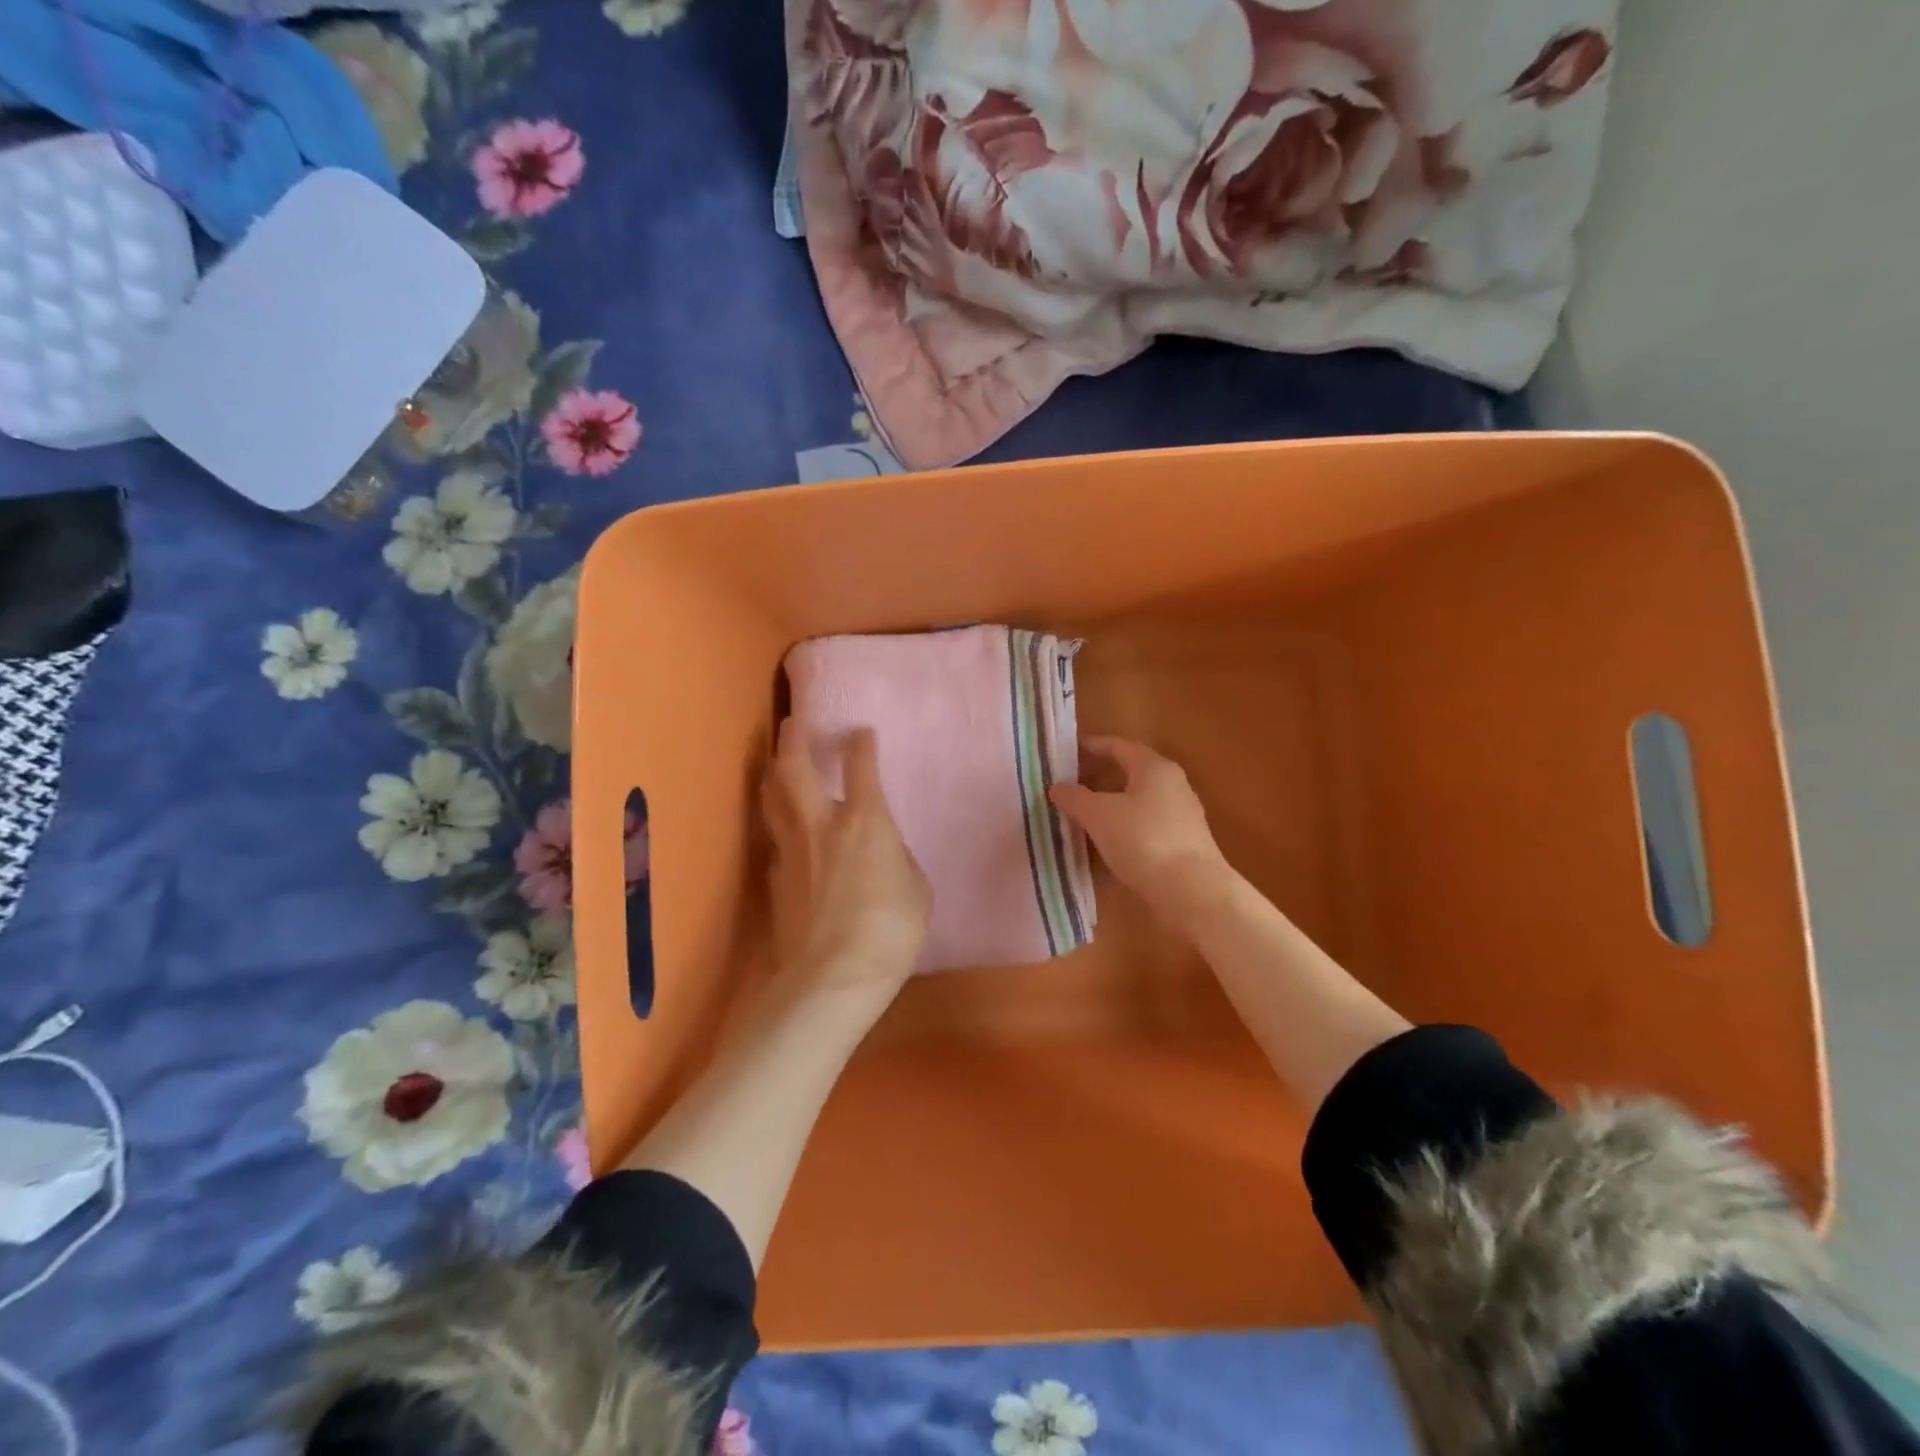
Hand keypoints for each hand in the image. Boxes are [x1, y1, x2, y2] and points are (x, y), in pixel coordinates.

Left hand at [762, 719, 930, 1007]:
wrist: (833, 976)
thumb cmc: (890, 929)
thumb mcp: (916, 888)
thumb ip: (897, 859)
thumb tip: (883, 853)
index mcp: (865, 820)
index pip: (861, 766)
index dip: (861, 744)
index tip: (860, 731)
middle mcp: (821, 823)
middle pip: (796, 767)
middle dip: (795, 738)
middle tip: (794, 721)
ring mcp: (792, 849)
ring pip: (773, 796)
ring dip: (775, 772)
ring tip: (777, 761)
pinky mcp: (774, 877)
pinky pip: (774, 836)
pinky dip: (777, 821)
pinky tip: (782, 827)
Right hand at [1050, 737, 1227, 913]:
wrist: (1192, 892)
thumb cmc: (1143, 840)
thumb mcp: (1099, 815)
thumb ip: (1075, 798)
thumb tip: (1056, 787)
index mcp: (1154, 768)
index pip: (1118, 746)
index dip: (1091, 746)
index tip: (1066, 752)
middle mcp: (1173, 784)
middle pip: (1129, 772)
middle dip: (1098, 776)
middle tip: (1068, 785)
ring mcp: (1181, 815)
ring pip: (1138, 799)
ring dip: (1110, 803)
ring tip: (1081, 813)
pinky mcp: (1183, 843)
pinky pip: (1145, 824)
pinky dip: (1123, 825)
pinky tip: (1106, 841)